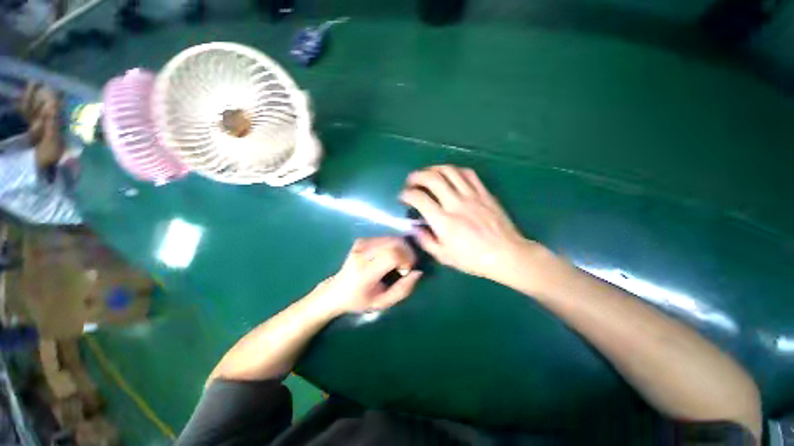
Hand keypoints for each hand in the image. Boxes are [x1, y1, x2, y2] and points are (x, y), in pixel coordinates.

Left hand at [313, 237, 422, 315]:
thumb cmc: (360, 300)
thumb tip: (418, 271)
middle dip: (407, 252)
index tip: (407, 270)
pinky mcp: (361, 240)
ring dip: (402, 248)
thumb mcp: (383, 303)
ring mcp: (360, 244)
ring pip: (392, 238)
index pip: (391, 255)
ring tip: (399, 262)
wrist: (337, 291)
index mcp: (364, 271)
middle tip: (406, 265)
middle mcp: (361, 253)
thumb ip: (403, 289)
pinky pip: (386, 238)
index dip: (406, 259)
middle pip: (394, 243)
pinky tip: (391, 256)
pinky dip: (394, 246)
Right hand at [400, 165, 545, 283]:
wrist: (506, 254)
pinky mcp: (484, 193)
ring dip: (434, 169)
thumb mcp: (444, 256)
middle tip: (411, 181)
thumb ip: (425, 240)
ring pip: (449, 171)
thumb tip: (415, 227)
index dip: (406, 194)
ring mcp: (471, 196)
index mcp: (444, 221)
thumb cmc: (473, 259)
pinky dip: (455, 170)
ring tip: (428, 174)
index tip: (403, 197)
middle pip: (432, 178)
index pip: (419, 198)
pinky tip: (450, 175)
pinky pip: (468, 173)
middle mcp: (455, 203)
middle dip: (416, 176)